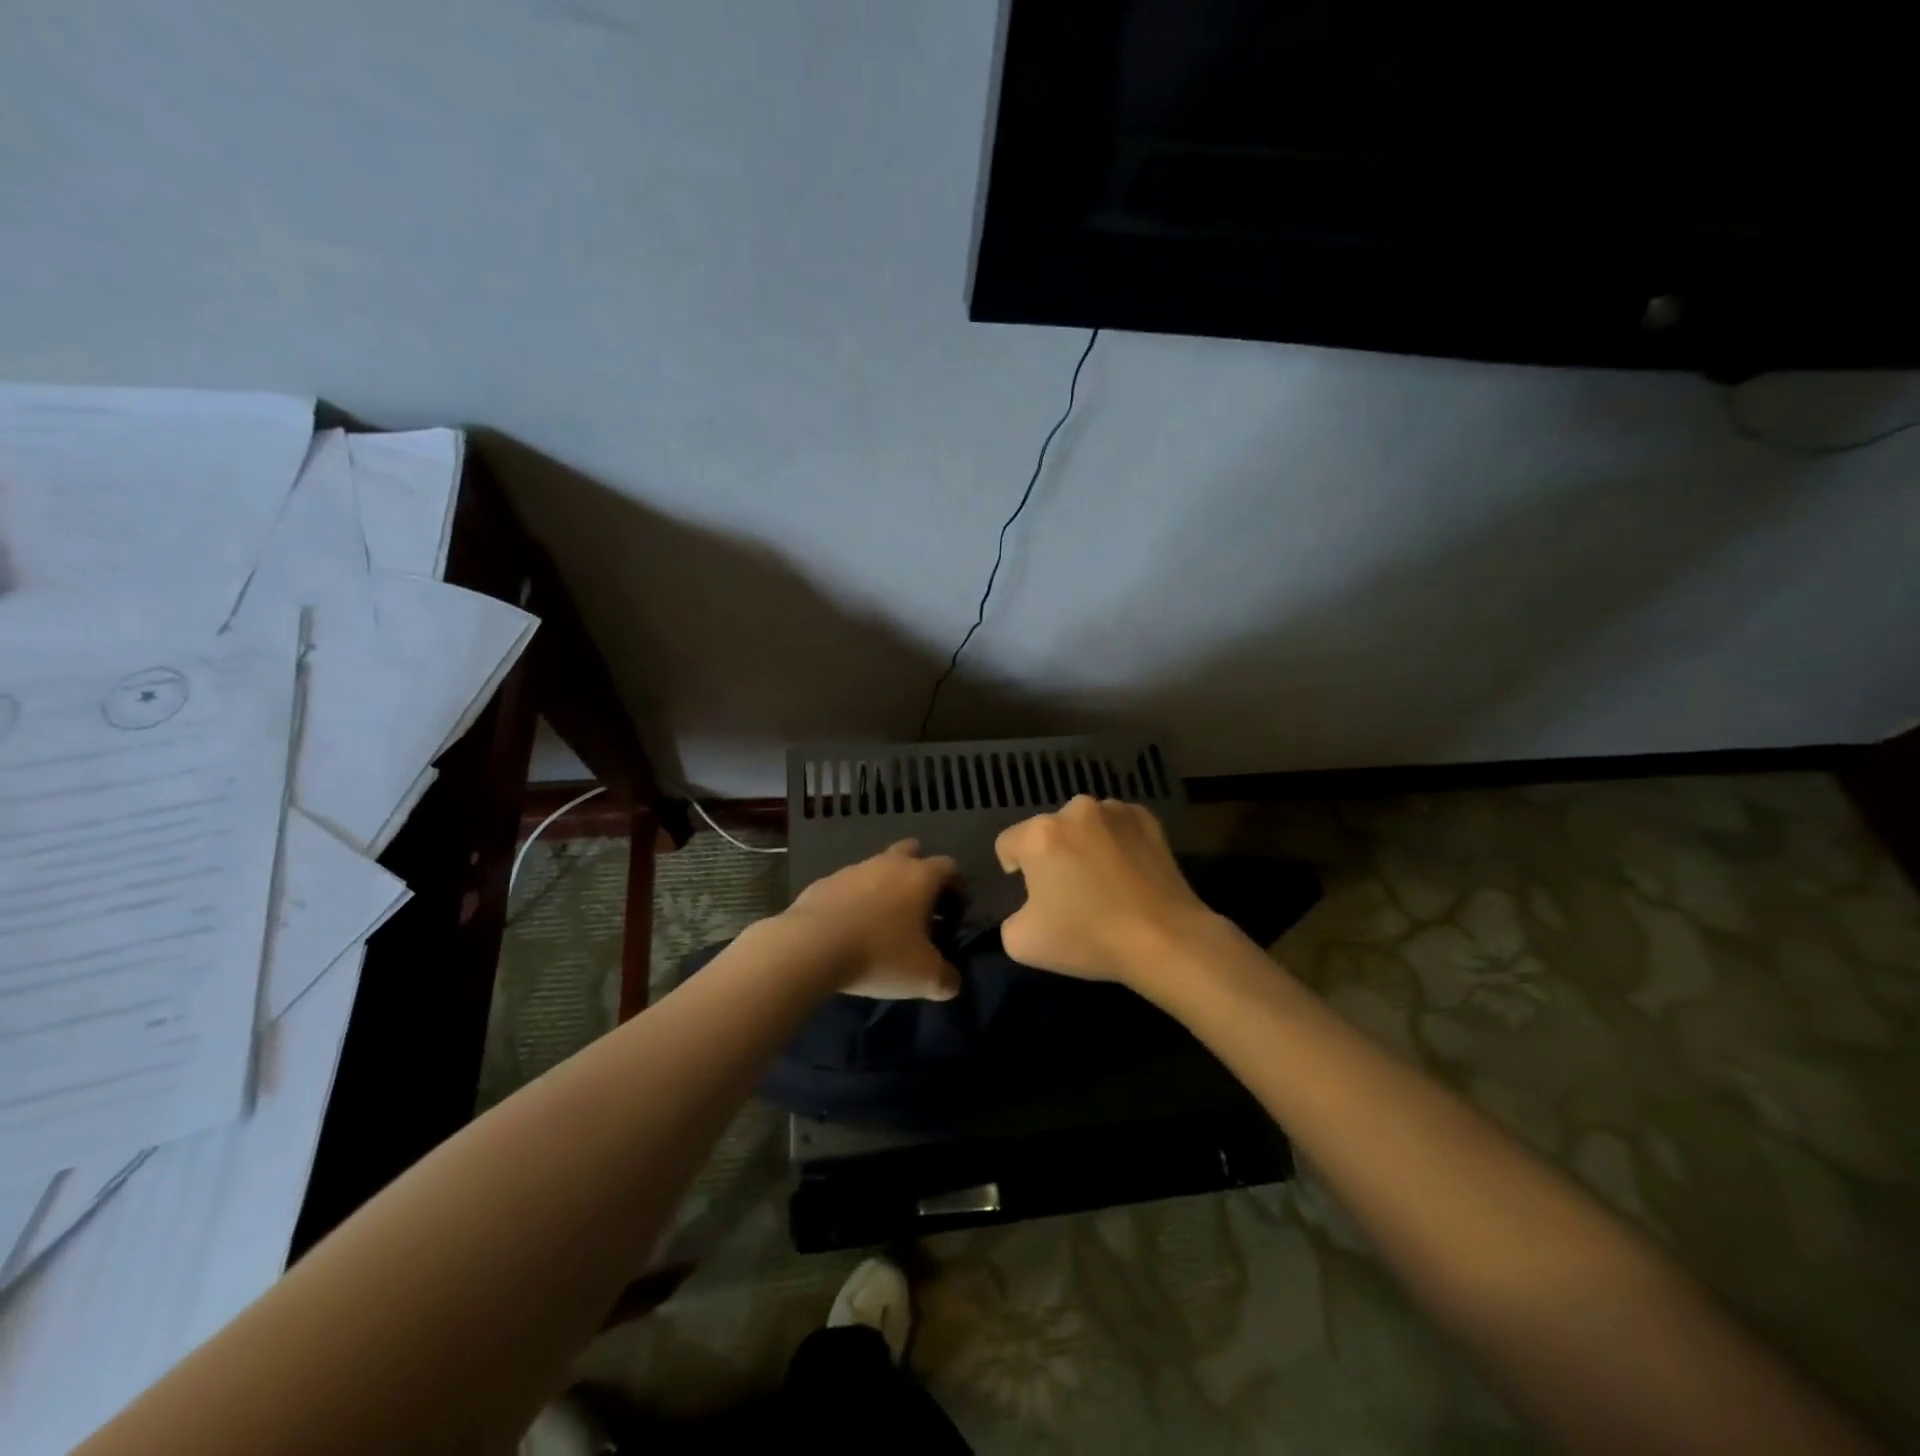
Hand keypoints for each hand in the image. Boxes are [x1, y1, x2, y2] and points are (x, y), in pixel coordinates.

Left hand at [779, 839, 961, 999]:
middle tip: (918, 906)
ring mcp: (853, 869)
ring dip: (883, 887)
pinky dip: (853, 901)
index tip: (954, 912)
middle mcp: (888, 863)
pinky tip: (848, 929)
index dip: (956, 887)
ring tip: (880, 924)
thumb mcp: (924, 977)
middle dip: (918, 871)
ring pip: (876, 868)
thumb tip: (952, 981)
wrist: (811, 946)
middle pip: (911, 851)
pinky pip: (847, 886)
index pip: (949, 867)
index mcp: (920, 877)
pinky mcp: (823, 882)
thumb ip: (947, 979)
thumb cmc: (879, 955)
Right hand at [994, 795, 1218, 987]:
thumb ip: (1010, 918)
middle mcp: (1074, 810)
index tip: (1034, 896)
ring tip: (1103, 883)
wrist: (1165, 939)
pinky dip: (1116, 843)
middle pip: (1048, 832)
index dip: (1013, 870)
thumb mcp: (1022, 943)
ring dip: (1084, 845)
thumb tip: (1029, 907)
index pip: (1007, 844)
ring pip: (1084, 826)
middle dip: (1052, 856)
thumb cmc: (1089, 938)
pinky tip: (1128, 874)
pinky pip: (1117, 827)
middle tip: (1070, 893)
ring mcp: (1114, 810)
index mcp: (1039, 834)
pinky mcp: (1147, 819)